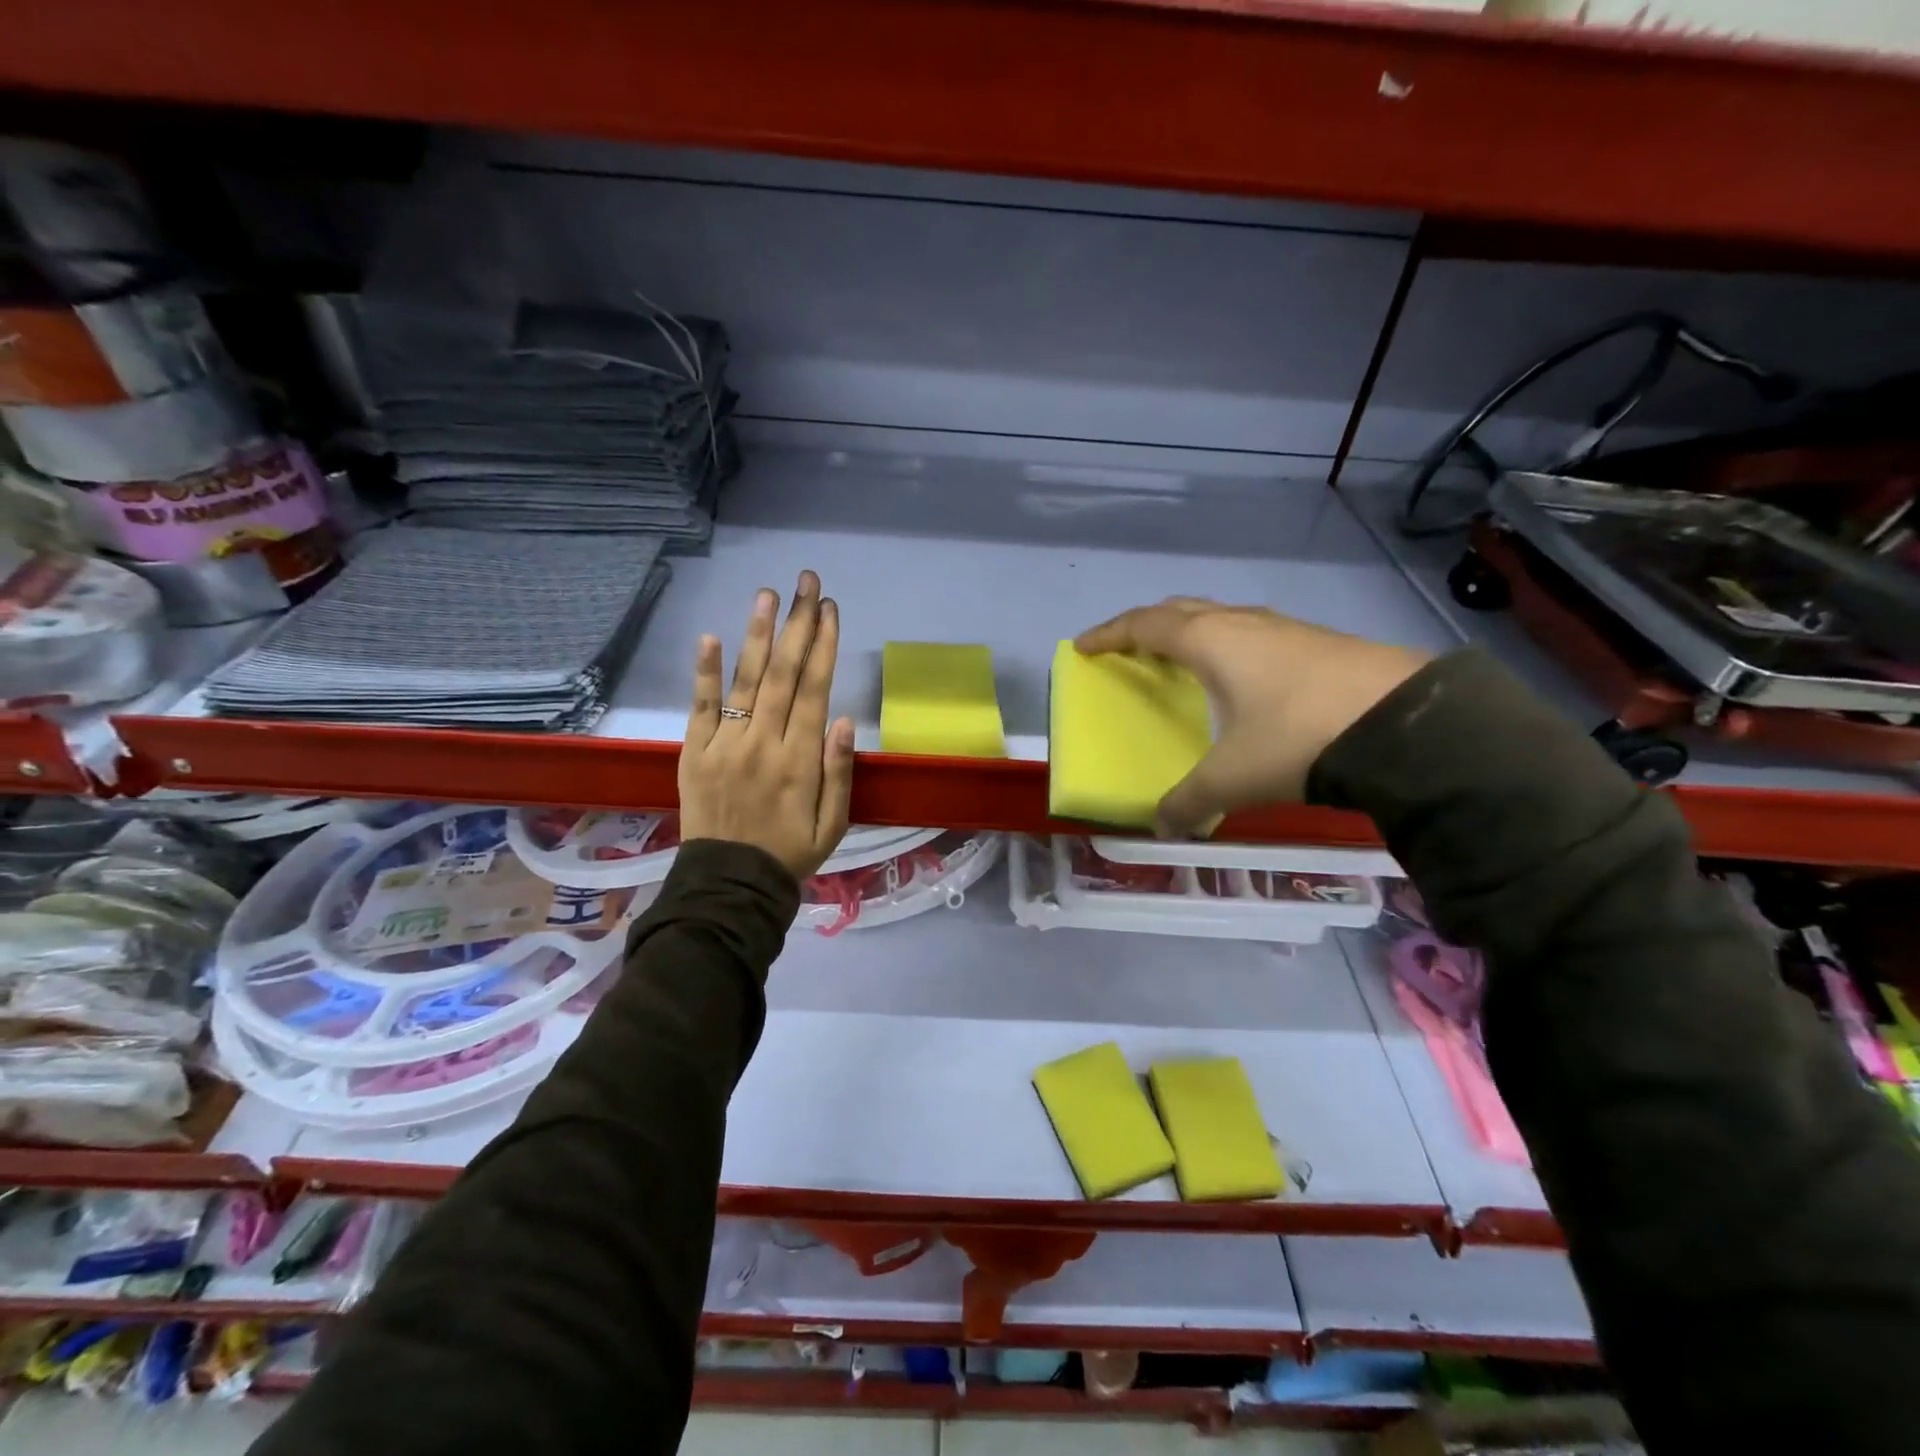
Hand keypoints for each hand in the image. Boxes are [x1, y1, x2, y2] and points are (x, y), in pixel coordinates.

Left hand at [679, 570, 855, 879]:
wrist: (730, 885)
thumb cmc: (790, 853)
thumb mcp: (834, 824)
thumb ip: (840, 772)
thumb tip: (844, 719)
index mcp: (801, 760)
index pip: (814, 689)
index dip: (824, 646)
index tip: (830, 609)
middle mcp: (763, 743)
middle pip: (784, 673)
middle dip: (798, 624)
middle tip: (806, 582)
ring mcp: (724, 745)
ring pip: (746, 680)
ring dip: (758, 634)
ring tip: (768, 594)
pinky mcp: (694, 753)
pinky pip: (701, 707)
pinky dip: (705, 672)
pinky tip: (711, 637)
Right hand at [1073, 598, 1429, 836]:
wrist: (1405, 723)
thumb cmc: (1296, 738)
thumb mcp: (1233, 778)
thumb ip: (1190, 802)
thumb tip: (1164, 828)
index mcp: (1210, 642)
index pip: (1144, 626)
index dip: (1109, 635)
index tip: (1083, 647)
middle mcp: (1243, 624)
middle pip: (1181, 610)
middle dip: (1148, 625)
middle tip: (1130, 647)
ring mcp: (1284, 628)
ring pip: (1222, 617)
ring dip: (1193, 632)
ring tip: (1184, 659)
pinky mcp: (1318, 642)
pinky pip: (1253, 633)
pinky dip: (1230, 646)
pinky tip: (1244, 677)